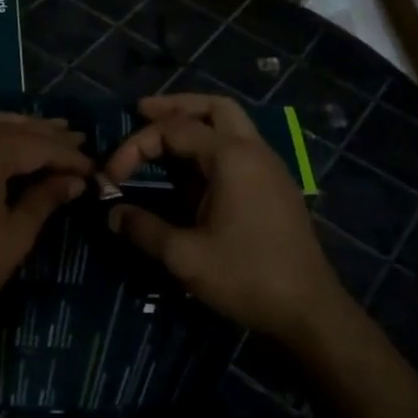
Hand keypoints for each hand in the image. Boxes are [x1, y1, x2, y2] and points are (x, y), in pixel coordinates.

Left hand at [0, 113, 91, 352]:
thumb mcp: (16, 234)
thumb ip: (46, 198)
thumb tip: (76, 181)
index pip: (34, 144)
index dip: (66, 155)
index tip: (92, 166)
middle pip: (8, 128)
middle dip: (44, 134)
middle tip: (78, 139)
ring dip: (17, 130)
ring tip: (50, 135)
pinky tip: (8, 146)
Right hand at [102, 94, 350, 340]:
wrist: (307, 310)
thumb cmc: (246, 276)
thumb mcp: (184, 255)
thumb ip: (143, 228)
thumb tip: (113, 214)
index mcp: (232, 157)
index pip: (173, 130)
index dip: (134, 147)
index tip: (110, 178)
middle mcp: (254, 151)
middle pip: (213, 107)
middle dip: (174, 107)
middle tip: (140, 112)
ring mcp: (269, 168)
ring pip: (230, 125)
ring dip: (195, 124)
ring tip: (161, 136)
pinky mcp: (273, 188)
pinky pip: (238, 150)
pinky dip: (209, 147)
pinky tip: (188, 172)